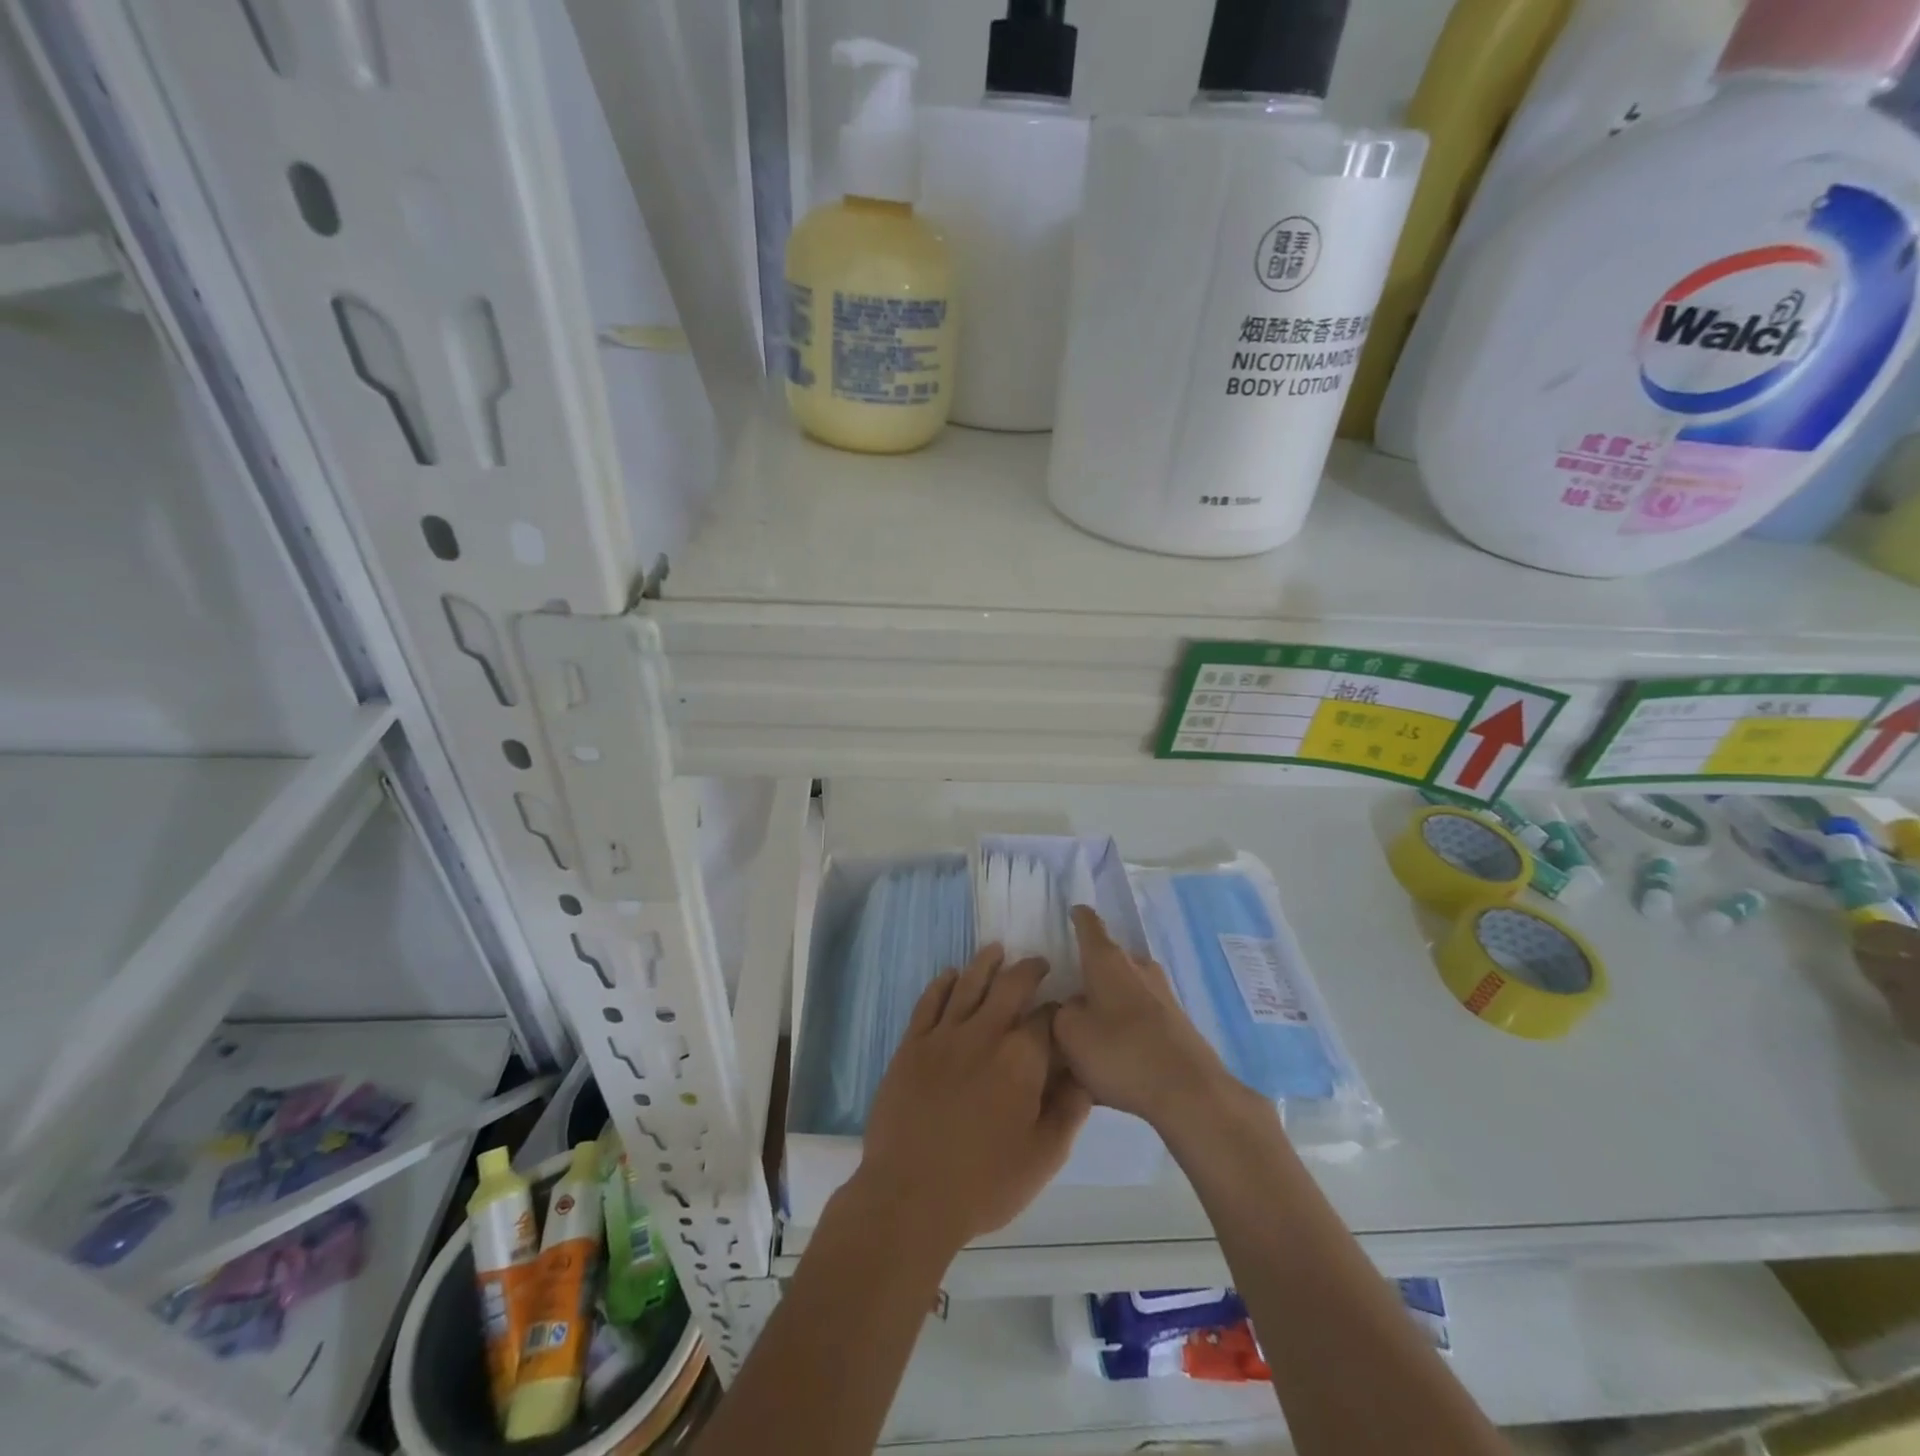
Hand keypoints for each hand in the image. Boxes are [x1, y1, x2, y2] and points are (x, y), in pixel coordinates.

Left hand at [856, 945, 1092, 1255]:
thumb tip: (1084, 1074)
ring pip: (968, 983)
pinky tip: (950, 975)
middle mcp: (984, 1034)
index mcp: (1021, 1060)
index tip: (1064, 1007)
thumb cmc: (984, 1184)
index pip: (1047, 1018)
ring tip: (996, 950)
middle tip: (1037, 963)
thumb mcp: (1043, 1158)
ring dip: (986, 963)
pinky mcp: (912, 1045)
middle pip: (1009, 986)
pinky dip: (942, 983)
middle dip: (1028, 970)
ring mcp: (944, 1036)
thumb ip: (1069, 1111)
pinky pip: (929, 1001)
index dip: (1058, 1009)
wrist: (910, 1197)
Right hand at [1053, 906, 1243, 1134]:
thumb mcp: (1069, 1034)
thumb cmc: (1120, 1051)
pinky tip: (1116, 1060)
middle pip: (1109, 961)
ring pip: (1126, 990)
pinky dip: (1126, 1029)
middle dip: (1091, 974)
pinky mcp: (1177, 1023)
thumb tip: (1072, 1006)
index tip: (1073, 911)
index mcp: (1107, 960)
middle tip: (1070, 996)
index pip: (1090, 925)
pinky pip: (1141, 1018)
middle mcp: (1137, 967)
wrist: (1189, 1091)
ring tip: (1091, 1034)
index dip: (1079, 917)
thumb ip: (1061, 1013)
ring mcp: (1162, 994)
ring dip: (1109, 1004)